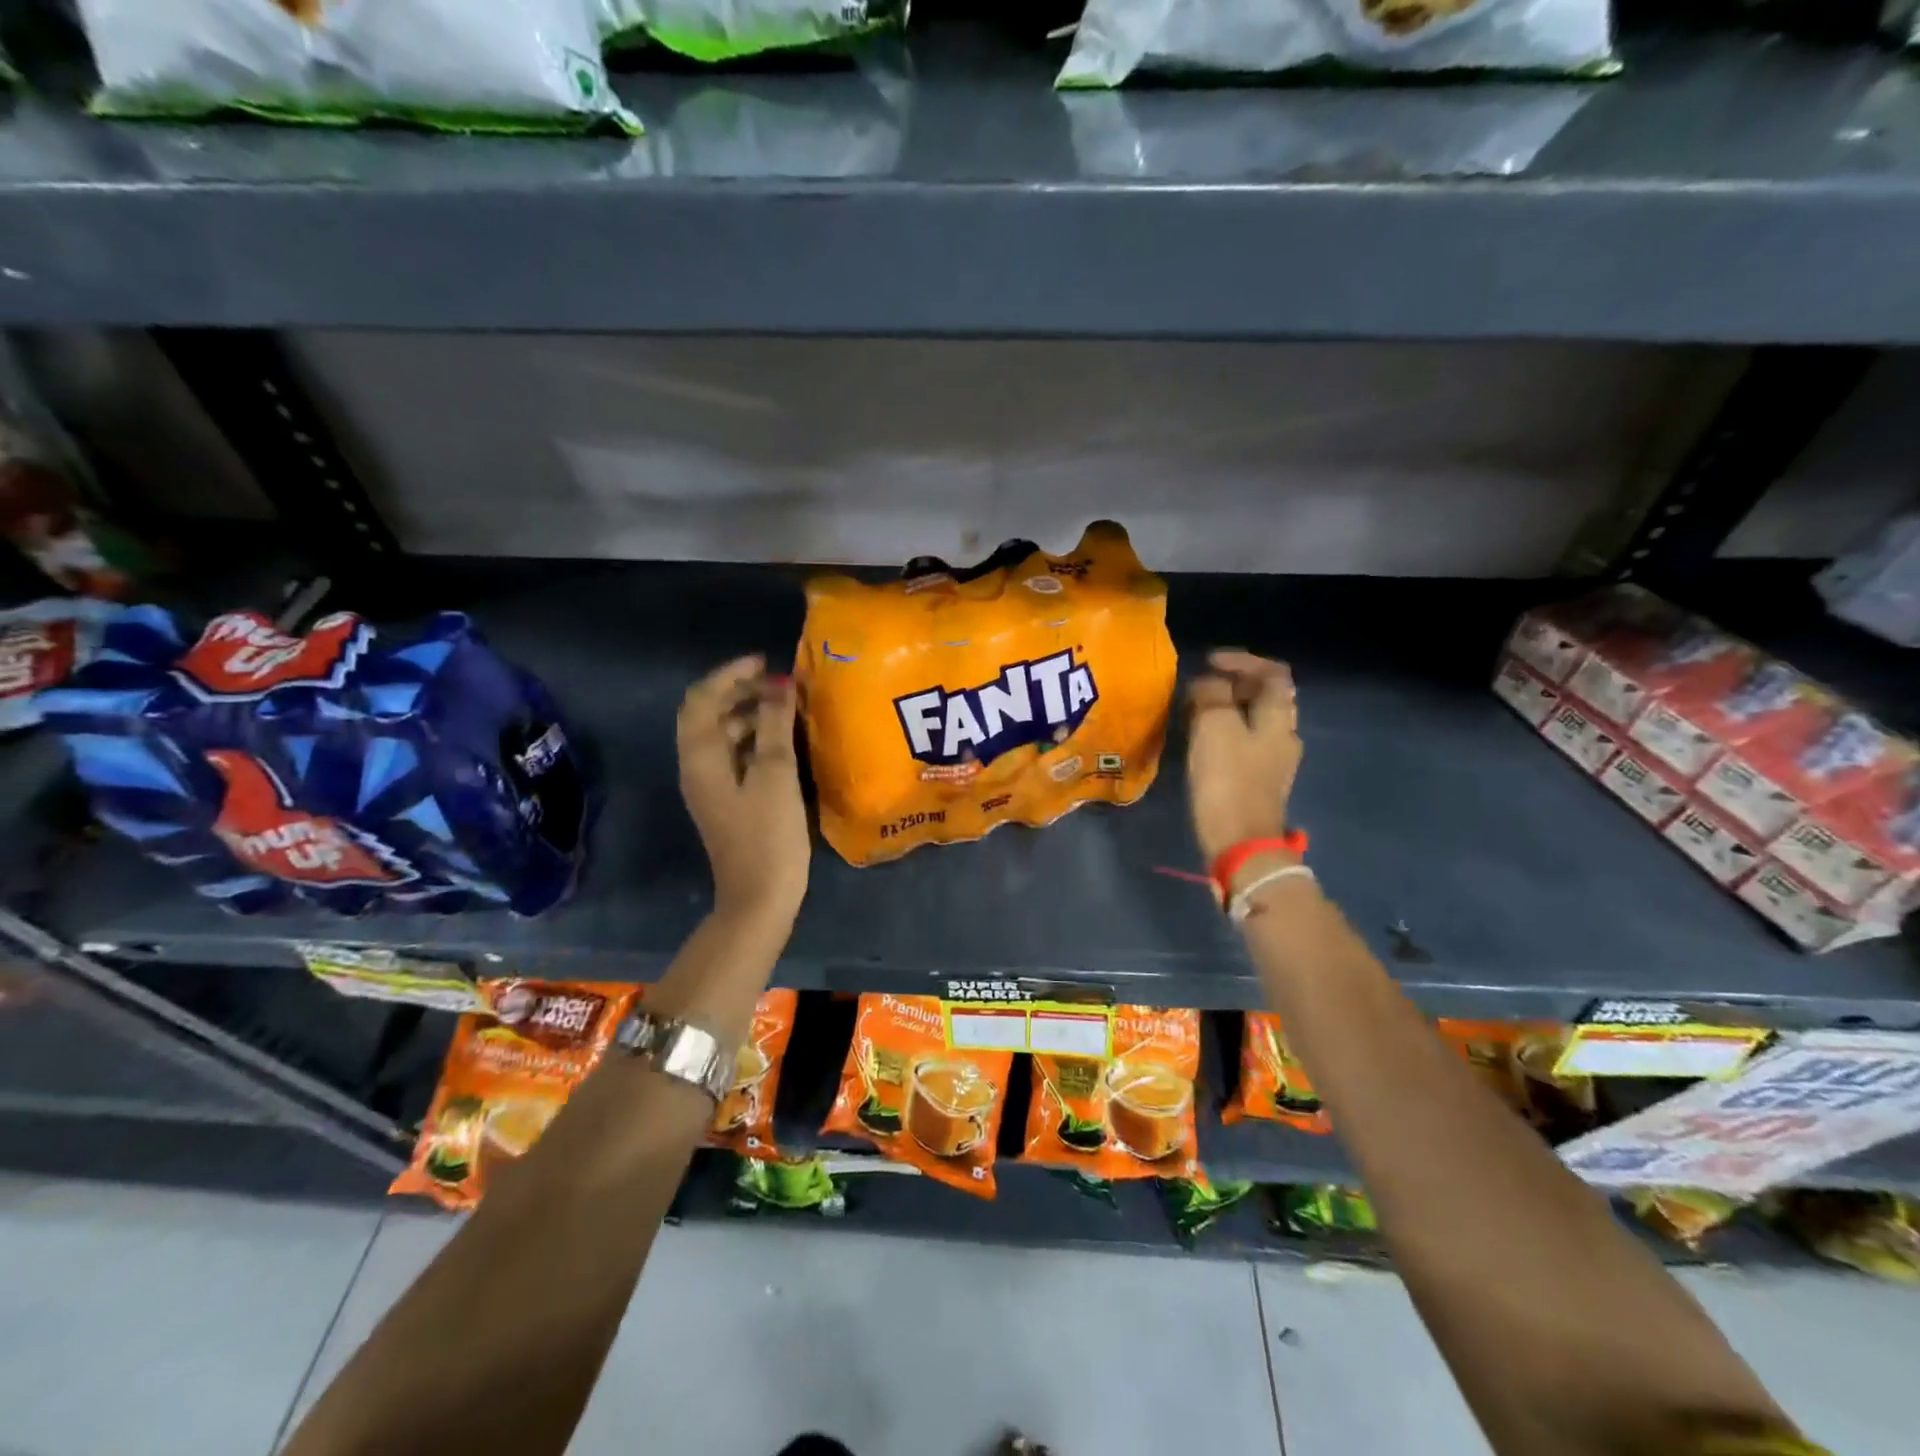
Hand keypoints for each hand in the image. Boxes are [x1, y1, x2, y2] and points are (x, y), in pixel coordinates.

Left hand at [677, 655, 809, 926]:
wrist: (759, 896)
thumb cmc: (768, 834)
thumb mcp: (776, 774)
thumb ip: (776, 725)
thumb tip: (781, 685)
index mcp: (700, 757)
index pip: (703, 698)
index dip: (731, 674)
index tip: (766, 662)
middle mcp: (697, 766)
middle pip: (708, 713)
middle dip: (739, 691)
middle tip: (778, 683)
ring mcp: (710, 786)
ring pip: (722, 735)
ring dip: (749, 714)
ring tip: (786, 706)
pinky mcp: (727, 800)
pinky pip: (734, 755)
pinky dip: (754, 738)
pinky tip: (782, 740)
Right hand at [1185, 649, 1302, 864]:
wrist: (1241, 845)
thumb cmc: (1228, 782)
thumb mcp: (1214, 728)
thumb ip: (1212, 696)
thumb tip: (1208, 684)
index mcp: (1278, 719)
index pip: (1272, 674)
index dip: (1243, 661)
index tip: (1210, 661)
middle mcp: (1283, 736)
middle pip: (1267, 697)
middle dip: (1235, 684)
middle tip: (1201, 684)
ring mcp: (1274, 761)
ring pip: (1255, 720)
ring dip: (1228, 708)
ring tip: (1197, 709)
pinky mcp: (1259, 782)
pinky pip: (1245, 742)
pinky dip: (1226, 731)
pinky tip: (1203, 740)